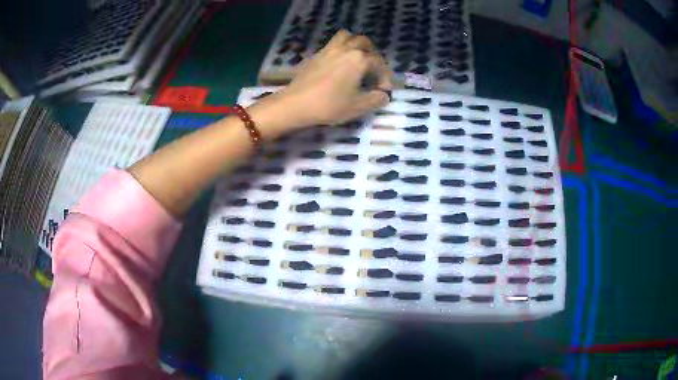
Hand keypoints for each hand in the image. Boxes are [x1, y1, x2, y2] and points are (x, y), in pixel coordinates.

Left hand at [271, 30, 392, 127]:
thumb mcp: (358, 106)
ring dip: (355, 44)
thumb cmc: (330, 105)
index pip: (379, 63)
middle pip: (364, 42)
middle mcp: (345, 49)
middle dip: (372, 54)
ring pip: (346, 37)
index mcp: (359, 59)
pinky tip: (338, 64)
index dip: (385, 76)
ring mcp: (328, 49)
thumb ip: (376, 99)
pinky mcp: (316, 55)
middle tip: (372, 69)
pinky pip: (331, 44)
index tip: (384, 90)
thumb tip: (384, 95)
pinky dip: (340, 49)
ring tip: (356, 58)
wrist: (296, 104)